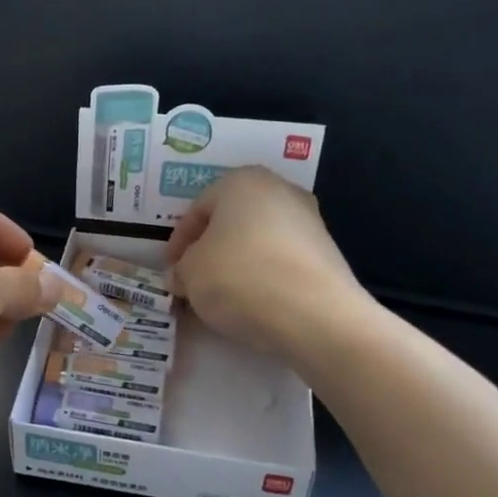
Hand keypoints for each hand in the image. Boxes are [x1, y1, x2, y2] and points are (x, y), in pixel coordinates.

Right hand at [167, 167, 365, 357]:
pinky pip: (281, 260)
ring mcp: (310, 221)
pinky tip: (253, 302)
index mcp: (242, 182)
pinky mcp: (327, 254)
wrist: (315, 314)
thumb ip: (181, 269)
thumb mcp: (190, 274)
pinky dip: (263, 276)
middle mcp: (280, 190)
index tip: (170, 268)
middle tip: (193, 277)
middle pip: (231, 220)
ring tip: (221, 295)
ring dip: (236, 263)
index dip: (178, 241)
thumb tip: (184, 276)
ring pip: (258, 240)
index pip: (198, 208)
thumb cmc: (240, 277)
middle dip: (210, 248)